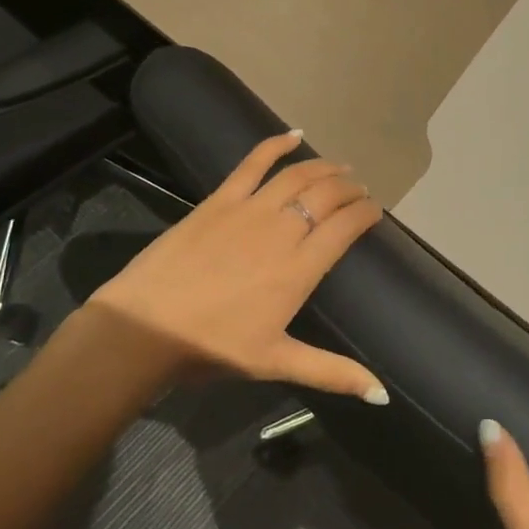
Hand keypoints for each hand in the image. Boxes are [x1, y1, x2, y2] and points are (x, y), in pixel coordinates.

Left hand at [84, 130, 387, 400]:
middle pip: (326, 196)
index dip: (365, 214)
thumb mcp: (276, 362)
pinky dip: (275, 145)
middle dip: (349, 189)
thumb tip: (382, 393)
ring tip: (339, 167)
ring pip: (297, 176)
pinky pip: (253, 163)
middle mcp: (282, 230)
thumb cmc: (213, 346)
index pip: (345, 228)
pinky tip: (292, 135)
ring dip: (323, 167)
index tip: (374, 212)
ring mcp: (249, 209)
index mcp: (300, 268)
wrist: (146, 326)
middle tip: (360, 189)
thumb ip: (332, 373)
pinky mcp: (219, 199)